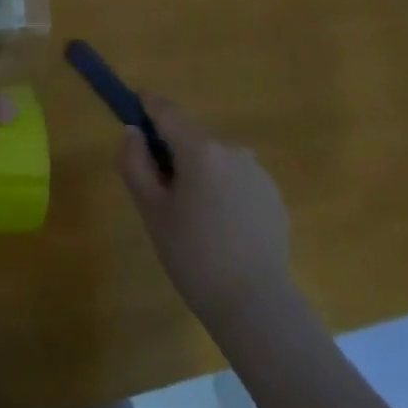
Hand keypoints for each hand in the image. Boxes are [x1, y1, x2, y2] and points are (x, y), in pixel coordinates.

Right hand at [121, 95, 292, 325]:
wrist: (255, 304)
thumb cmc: (193, 255)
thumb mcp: (151, 210)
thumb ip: (135, 163)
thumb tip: (133, 132)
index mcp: (200, 149)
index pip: (167, 112)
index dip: (148, 104)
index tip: (135, 102)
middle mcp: (232, 149)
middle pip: (192, 137)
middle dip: (173, 150)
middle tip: (158, 187)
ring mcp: (258, 171)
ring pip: (215, 159)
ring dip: (199, 171)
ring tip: (191, 214)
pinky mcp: (273, 195)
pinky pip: (236, 179)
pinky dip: (222, 189)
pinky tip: (220, 227)